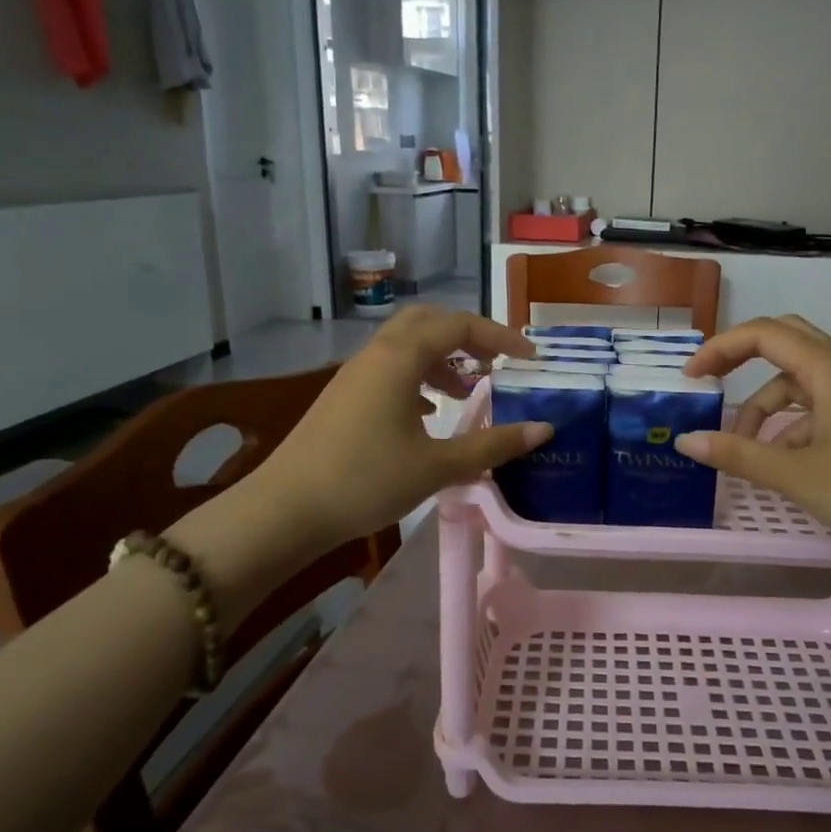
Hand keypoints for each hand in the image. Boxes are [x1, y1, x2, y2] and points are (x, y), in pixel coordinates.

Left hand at [251, 307, 551, 548]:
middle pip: (428, 322)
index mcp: (400, 358)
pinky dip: (417, 378)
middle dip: (467, 335)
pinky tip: (428, 413)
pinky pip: (389, 369)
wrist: (287, 509)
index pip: (459, 326)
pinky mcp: (343, 397)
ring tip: (467, 390)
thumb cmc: (366, 480)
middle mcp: (376, 354)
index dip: (500, 335)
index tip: (530, 358)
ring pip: (406, 346)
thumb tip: (543, 429)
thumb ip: (492, 444)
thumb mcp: (437, 465)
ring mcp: (355, 374)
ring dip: (441, 358)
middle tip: (497, 361)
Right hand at [678, 316, 830, 569]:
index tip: (690, 377)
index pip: (765, 334)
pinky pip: (817, 411)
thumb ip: (740, 456)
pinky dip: (790, 429)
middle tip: (710, 384)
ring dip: (765, 408)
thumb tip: (686, 441)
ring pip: (799, 385)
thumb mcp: (800, 477)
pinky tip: (783, 467)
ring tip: (745, 451)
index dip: (721, 347)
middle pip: (784, 344)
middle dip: (742, 360)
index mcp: (829, 371)